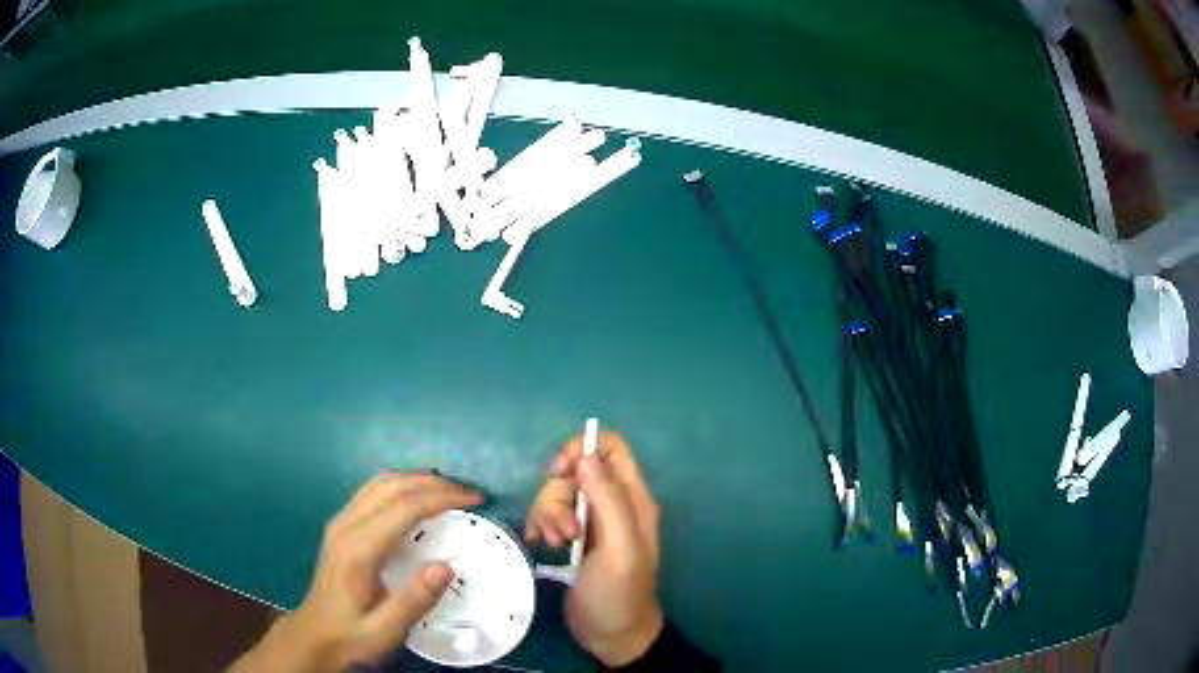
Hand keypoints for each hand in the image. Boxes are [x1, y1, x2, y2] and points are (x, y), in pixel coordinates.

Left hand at [229, 472, 481, 672]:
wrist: (314, 635)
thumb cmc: (351, 636)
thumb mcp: (385, 631)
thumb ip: (414, 600)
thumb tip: (447, 566)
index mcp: (358, 549)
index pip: (404, 507)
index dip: (441, 498)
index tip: (475, 500)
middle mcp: (346, 526)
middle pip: (391, 485)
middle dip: (433, 482)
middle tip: (469, 493)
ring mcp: (340, 522)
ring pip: (380, 483)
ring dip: (417, 480)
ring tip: (449, 492)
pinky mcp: (341, 526)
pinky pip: (373, 492)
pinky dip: (402, 487)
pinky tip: (418, 501)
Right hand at [525, 430, 664, 665]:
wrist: (610, 634)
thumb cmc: (619, 593)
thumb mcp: (620, 548)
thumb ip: (609, 500)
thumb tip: (586, 455)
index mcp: (632, 499)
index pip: (611, 448)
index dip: (581, 450)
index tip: (558, 473)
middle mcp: (611, 504)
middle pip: (575, 471)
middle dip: (558, 495)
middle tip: (564, 531)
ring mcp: (590, 522)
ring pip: (558, 494)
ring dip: (548, 514)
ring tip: (555, 545)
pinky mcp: (571, 538)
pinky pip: (547, 515)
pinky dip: (540, 525)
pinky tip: (539, 545)